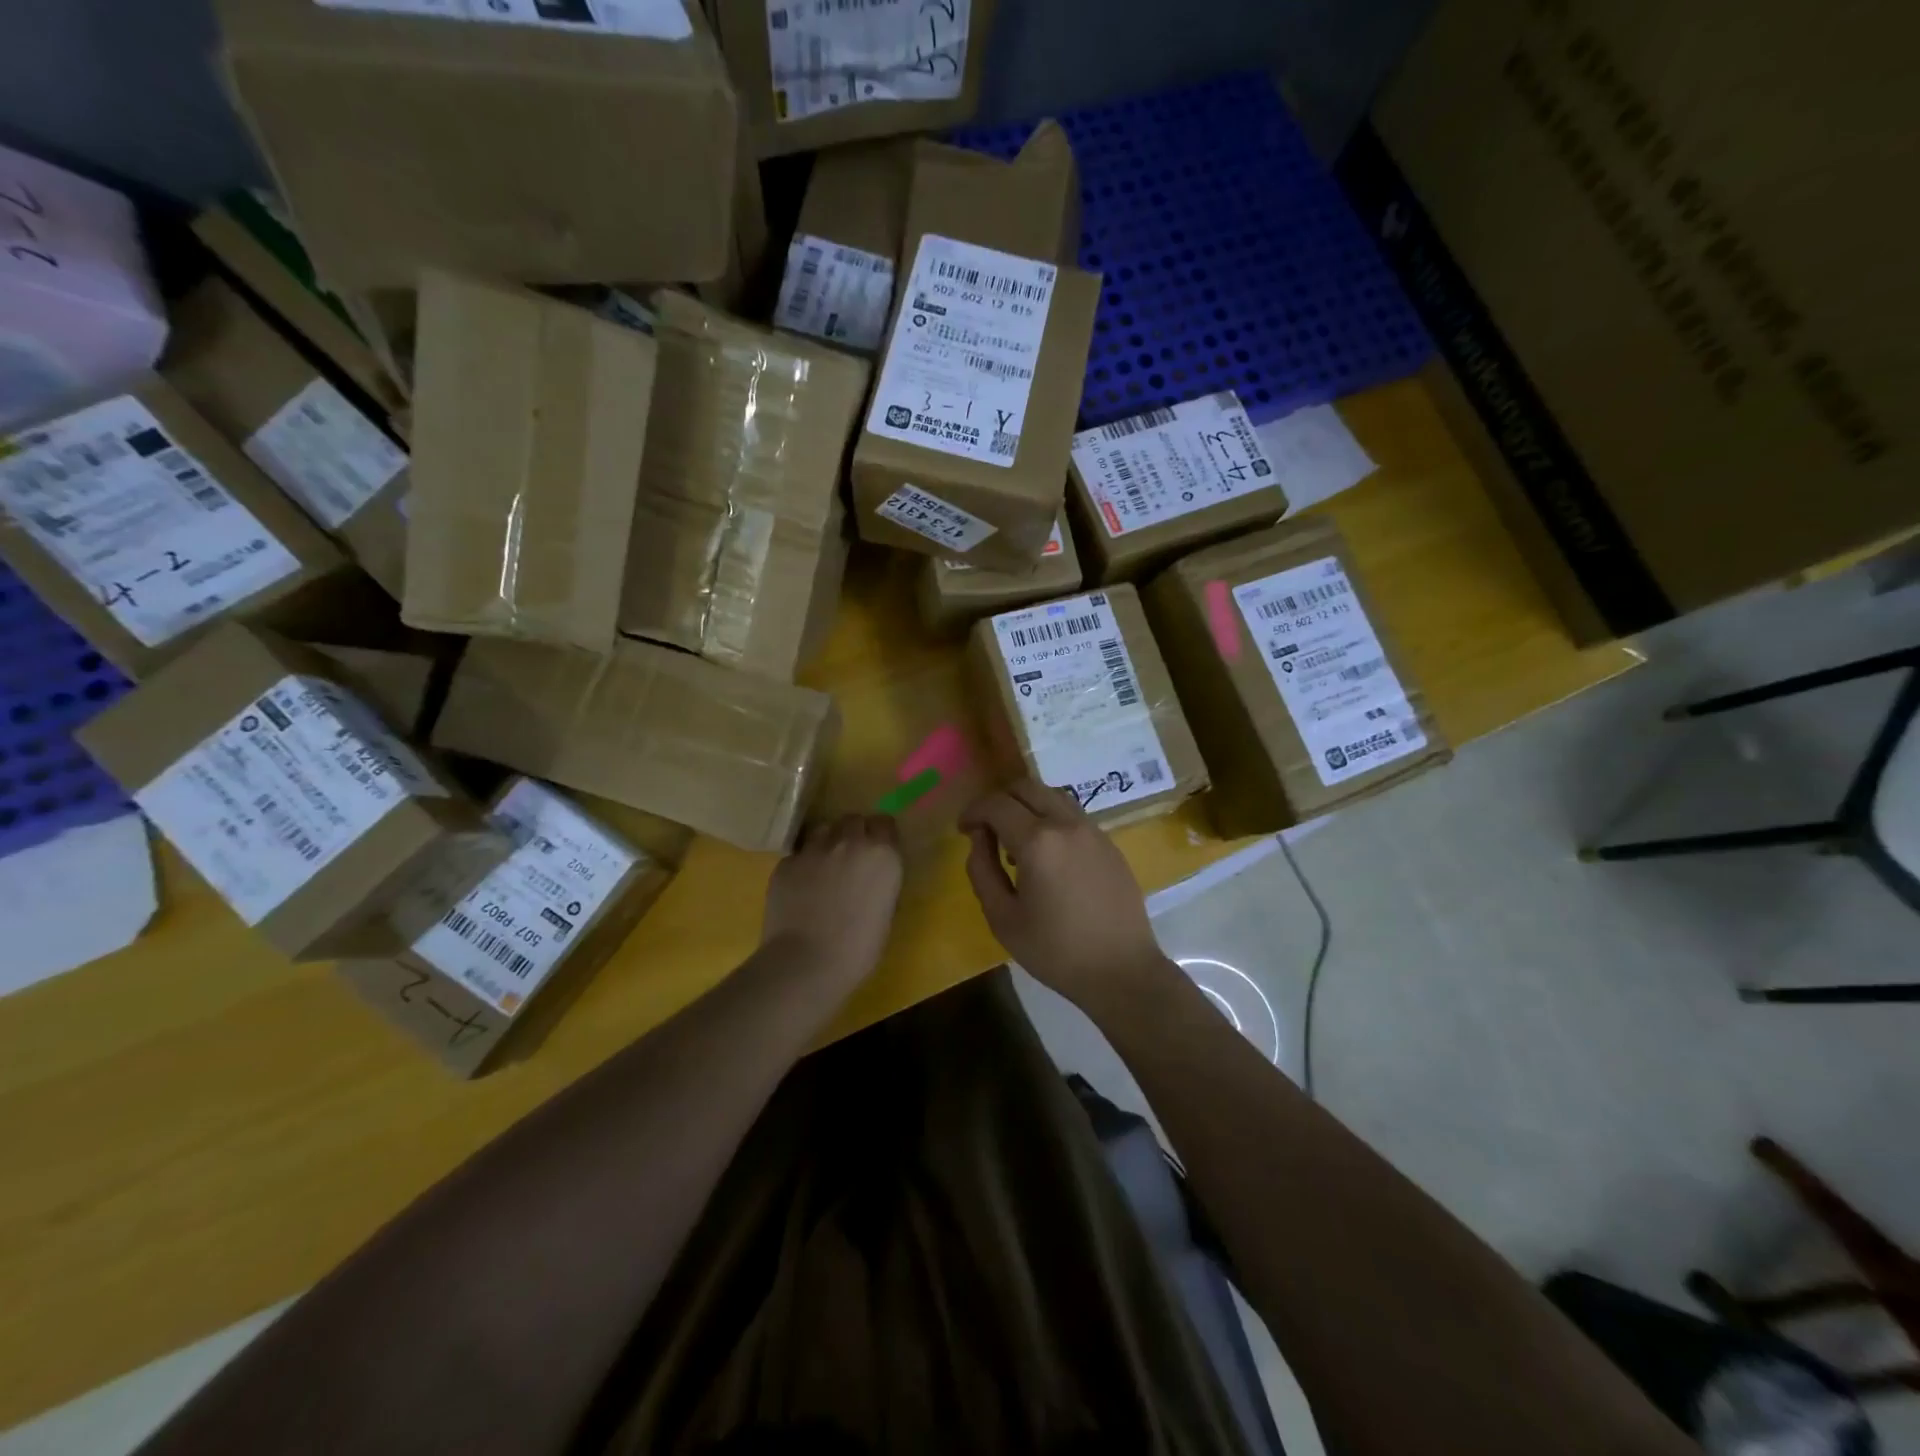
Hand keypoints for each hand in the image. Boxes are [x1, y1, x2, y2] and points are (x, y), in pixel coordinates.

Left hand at [761, 814, 903, 992]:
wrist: (806, 962)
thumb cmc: (858, 949)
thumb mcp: (885, 912)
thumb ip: (880, 883)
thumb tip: (871, 878)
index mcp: (882, 854)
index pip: (885, 823)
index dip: (881, 835)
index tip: (878, 850)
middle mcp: (849, 842)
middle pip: (853, 820)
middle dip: (854, 833)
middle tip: (851, 857)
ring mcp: (814, 849)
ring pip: (823, 830)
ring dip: (828, 842)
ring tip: (825, 866)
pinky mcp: (786, 862)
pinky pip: (799, 854)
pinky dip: (803, 865)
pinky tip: (801, 888)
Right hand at [960, 779, 1173, 1011]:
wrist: (1122, 970)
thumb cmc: (1055, 951)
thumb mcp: (1002, 918)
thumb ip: (982, 870)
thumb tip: (979, 838)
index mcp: (1038, 841)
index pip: (997, 805)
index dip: (974, 811)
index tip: (962, 829)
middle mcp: (1067, 824)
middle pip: (1026, 787)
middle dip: (999, 800)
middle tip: (986, 828)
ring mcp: (1093, 830)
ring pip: (1052, 796)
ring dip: (1027, 806)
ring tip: (1017, 842)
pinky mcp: (1109, 843)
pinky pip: (1072, 815)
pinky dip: (1051, 819)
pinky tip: (1047, 856)